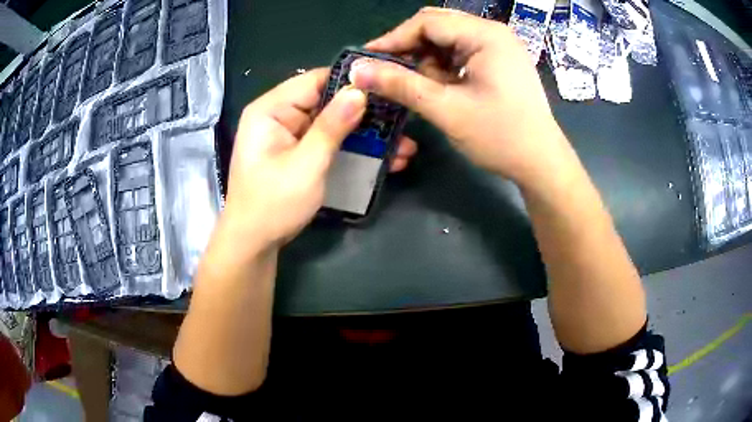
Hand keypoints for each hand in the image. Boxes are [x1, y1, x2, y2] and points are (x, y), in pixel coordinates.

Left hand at [222, 69, 416, 254]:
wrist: (255, 243)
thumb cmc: (273, 204)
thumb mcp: (305, 164)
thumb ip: (332, 127)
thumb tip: (360, 91)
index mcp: (271, 109)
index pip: (315, 80)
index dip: (351, 81)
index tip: (388, 87)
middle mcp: (281, 115)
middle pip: (328, 101)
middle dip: (366, 113)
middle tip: (404, 121)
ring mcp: (292, 135)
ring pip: (335, 123)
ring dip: (367, 135)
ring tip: (405, 146)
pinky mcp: (301, 153)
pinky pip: (332, 143)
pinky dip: (355, 149)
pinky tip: (387, 160)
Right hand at [350, 7, 569, 185]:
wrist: (542, 163)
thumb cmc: (501, 136)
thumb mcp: (446, 110)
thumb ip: (400, 85)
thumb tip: (357, 71)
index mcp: (485, 35)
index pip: (427, 22)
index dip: (392, 40)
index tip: (365, 61)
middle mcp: (493, 33)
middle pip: (437, 27)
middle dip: (410, 49)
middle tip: (388, 73)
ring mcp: (499, 46)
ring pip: (447, 40)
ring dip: (427, 61)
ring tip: (421, 88)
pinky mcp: (500, 61)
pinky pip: (461, 54)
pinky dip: (444, 68)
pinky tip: (442, 88)